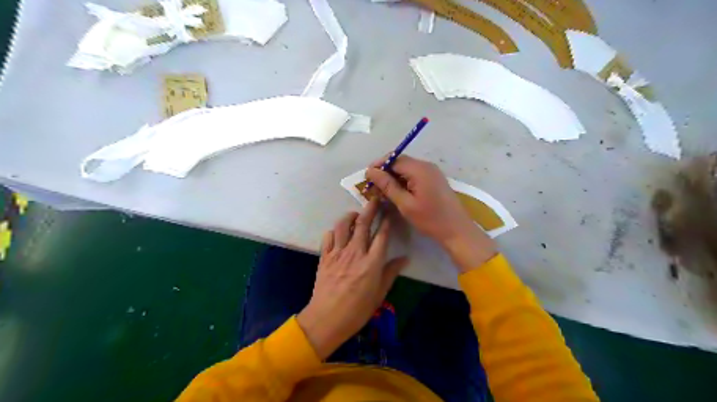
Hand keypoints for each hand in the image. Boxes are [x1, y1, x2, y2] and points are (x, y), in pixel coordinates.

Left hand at [297, 199, 408, 359]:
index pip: (381, 235)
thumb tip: (405, 258)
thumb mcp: (379, 294)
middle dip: (370, 209)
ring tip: (355, 214)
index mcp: (371, 263)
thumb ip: (391, 273)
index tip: (390, 212)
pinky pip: (328, 237)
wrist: (326, 319)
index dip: (386, 221)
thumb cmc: (357, 310)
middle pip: (362, 224)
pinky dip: (333, 232)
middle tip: (375, 200)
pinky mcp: (324, 257)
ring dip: (350, 216)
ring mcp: (337, 253)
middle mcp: (355, 253)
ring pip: (342, 226)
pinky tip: (337, 233)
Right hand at [366, 156, 496, 271]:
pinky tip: (396, 192)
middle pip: (400, 161)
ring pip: (407, 168)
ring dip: (393, 177)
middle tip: (373, 186)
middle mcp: (426, 165)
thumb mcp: (405, 204)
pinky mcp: (434, 179)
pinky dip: (403, 180)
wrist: (457, 230)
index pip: (394, 159)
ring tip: (382, 191)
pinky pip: (414, 174)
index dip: (379, 165)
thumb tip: (371, 171)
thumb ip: (387, 186)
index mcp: (419, 169)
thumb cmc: (430, 219)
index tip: (366, 177)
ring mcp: (432, 172)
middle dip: (385, 171)